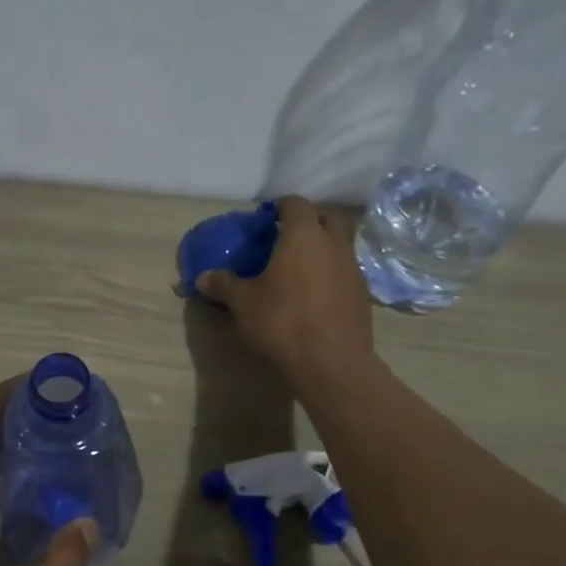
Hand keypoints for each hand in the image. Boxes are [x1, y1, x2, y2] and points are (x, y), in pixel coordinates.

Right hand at [196, 195, 373, 388]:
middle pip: (325, 218)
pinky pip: (345, 272)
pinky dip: (331, 274)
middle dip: (307, 222)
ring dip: (322, 249)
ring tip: (300, 268)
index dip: (280, 207)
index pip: (296, 203)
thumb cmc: (282, 321)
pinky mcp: (363, 295)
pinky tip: (315, 295)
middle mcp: (334, 244)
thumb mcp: (243, 303)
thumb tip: (201, 278)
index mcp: (303, 235)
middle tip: (284, 239)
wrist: (331, 362)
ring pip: (339, 245)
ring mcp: (353, 269)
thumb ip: (224, 285)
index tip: (266, 219)